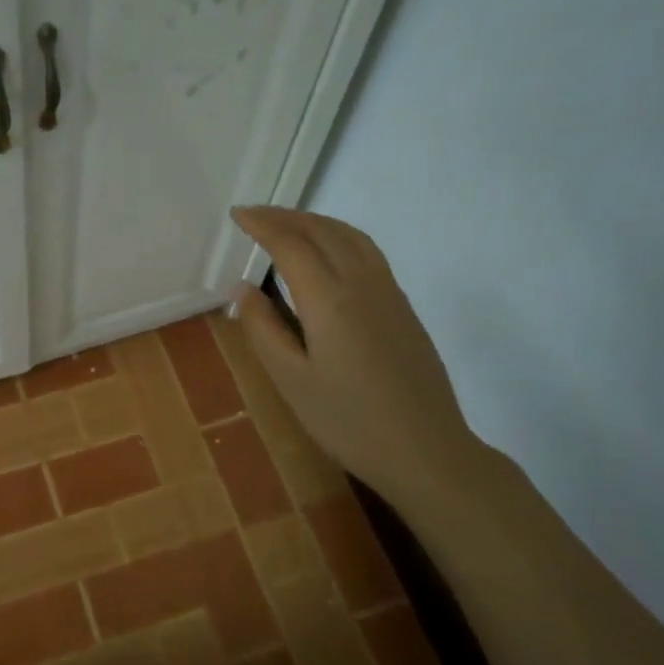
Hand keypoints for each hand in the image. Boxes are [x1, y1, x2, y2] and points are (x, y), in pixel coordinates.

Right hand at [230, 206, 476, 506]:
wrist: (426, 450)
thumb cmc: (349, 421)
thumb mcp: (292, 381)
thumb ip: (263, 329)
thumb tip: (244, 287)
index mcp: (329, 300)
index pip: (291, 245)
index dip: (262, 225)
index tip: (237, 214)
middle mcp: (361, 283)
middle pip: (322, 231)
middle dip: (285, 216)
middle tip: (253, 214)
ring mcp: (388, 292)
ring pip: (349, 236)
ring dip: (314, 221)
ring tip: (287, 224)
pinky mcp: (402, 306)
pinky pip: (367, 250)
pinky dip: (339, 235)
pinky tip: (329, 251)